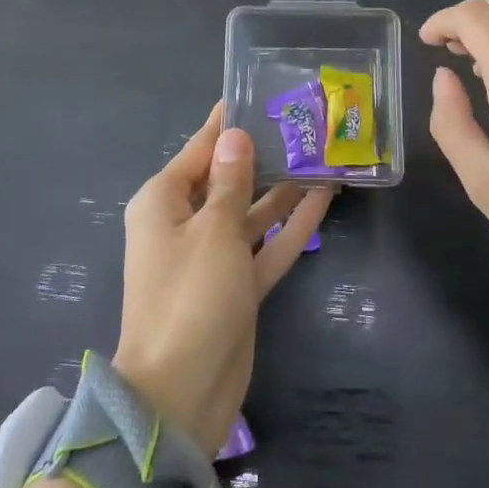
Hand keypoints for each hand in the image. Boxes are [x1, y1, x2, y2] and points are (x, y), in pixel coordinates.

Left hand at [113, 104, 332, 453]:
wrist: (181, 393)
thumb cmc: (190, 296)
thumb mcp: (213, 230)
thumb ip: (231, 181)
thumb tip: (235, 135)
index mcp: (163, 202)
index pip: (200, 150)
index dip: (227, 124)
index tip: (256, 94)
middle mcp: (185, 224)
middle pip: (228, 178)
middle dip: (264, 155)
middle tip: (304, 124)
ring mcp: (213, 257)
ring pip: (252, 211)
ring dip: (284, 188)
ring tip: (323, 155)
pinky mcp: (237, 285)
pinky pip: (266, 244)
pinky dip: (291, 225)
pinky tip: (325, 198)